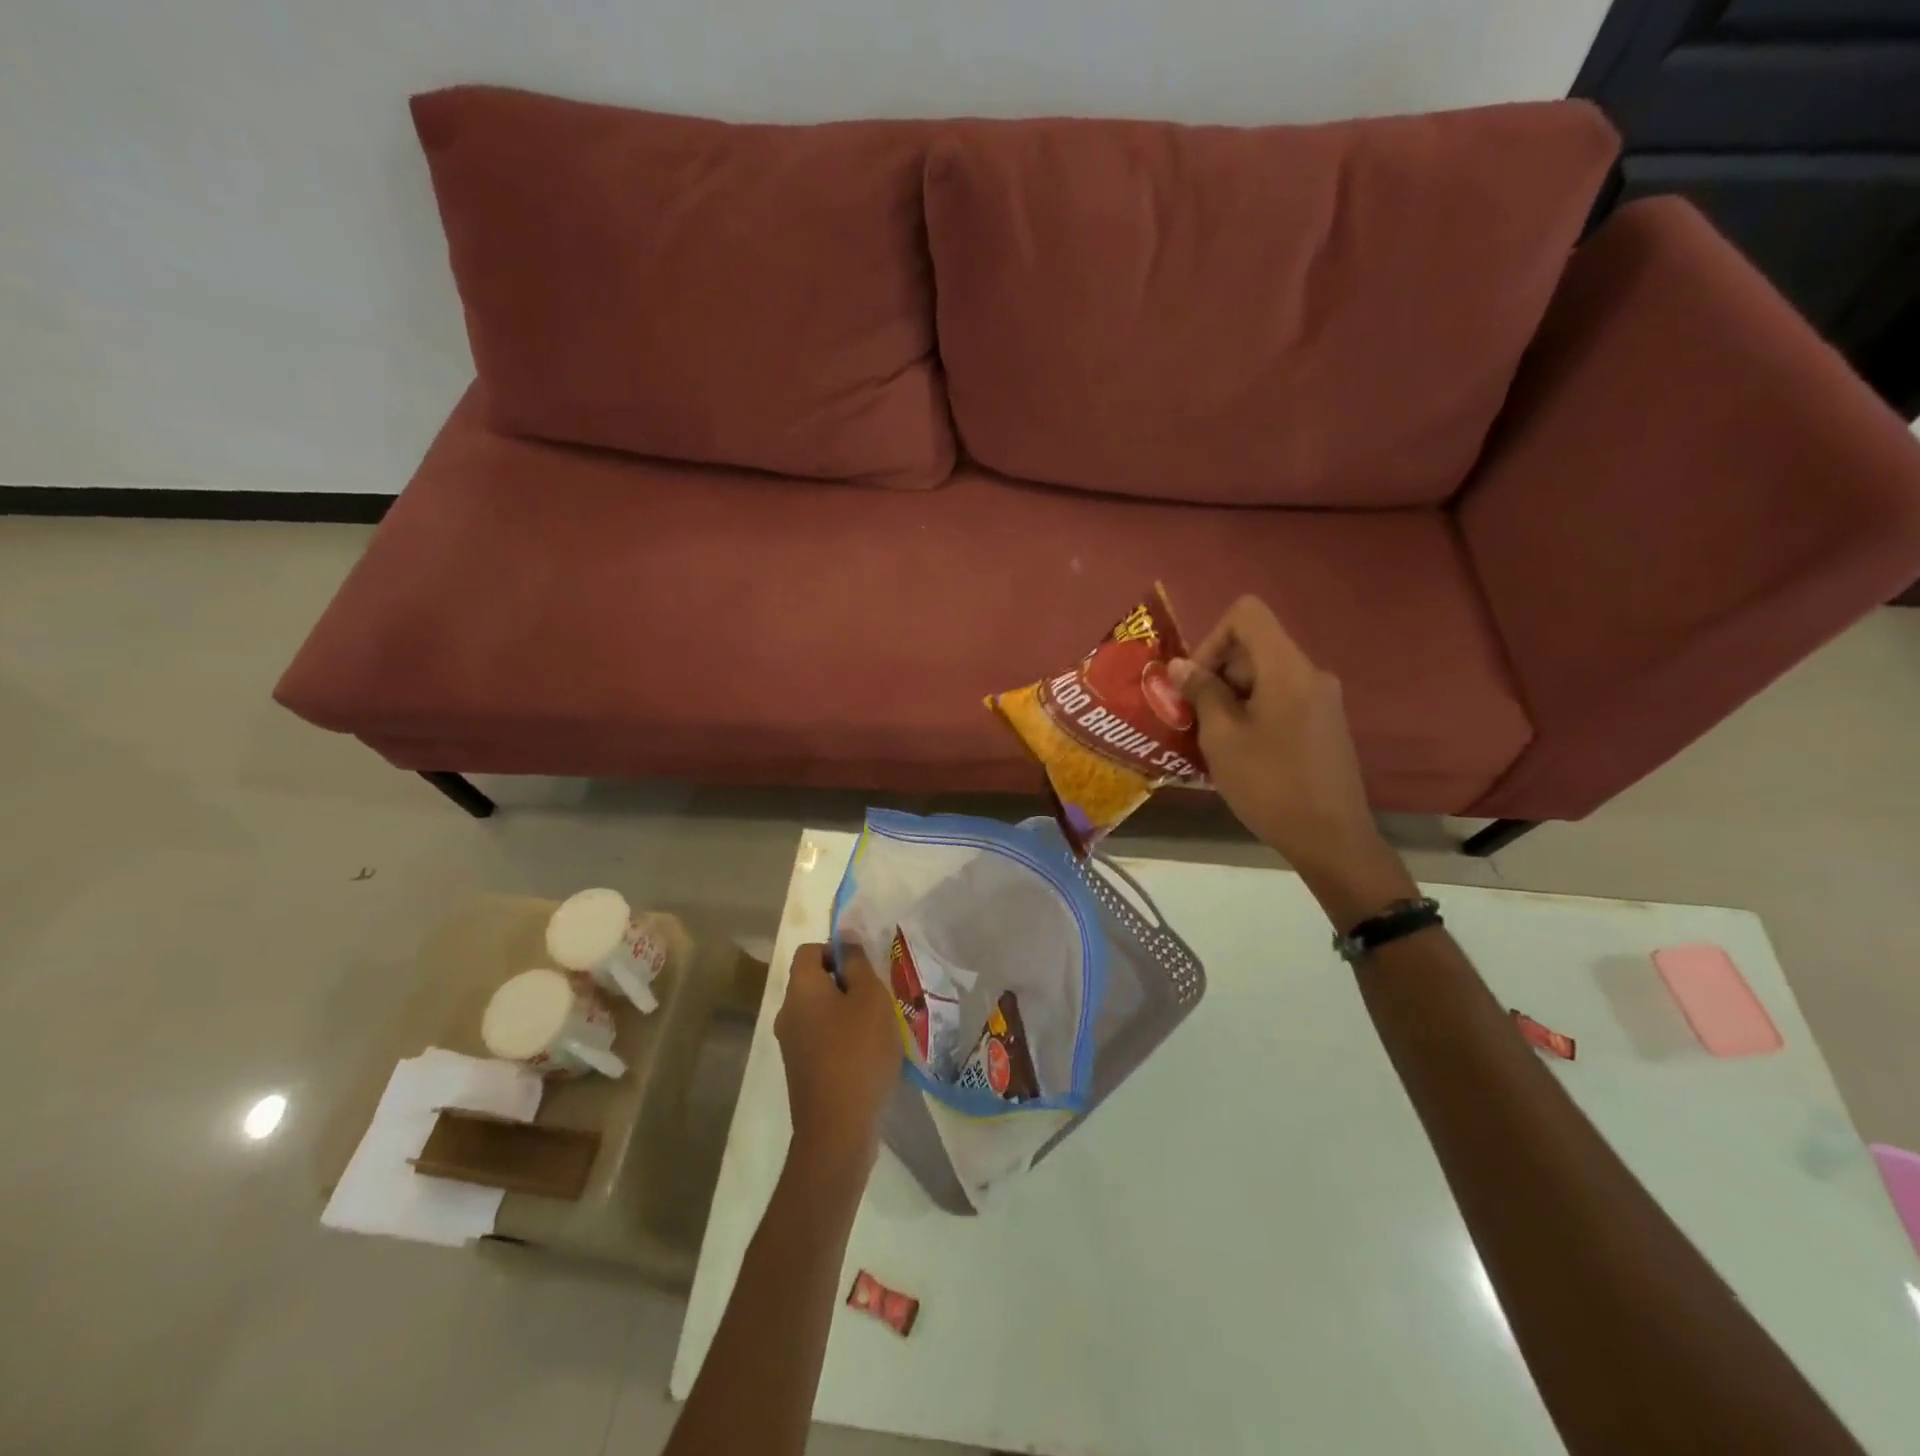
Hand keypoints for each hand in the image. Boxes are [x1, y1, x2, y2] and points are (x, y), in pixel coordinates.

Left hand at [775, 943, 902, 1178]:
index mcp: (800, 989)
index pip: (809, 951)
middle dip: (846, 983)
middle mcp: (788, 1013)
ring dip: (846, 1013)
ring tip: (878, 1027)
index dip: (837, 950)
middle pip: (814, 981)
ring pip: (819, 1012)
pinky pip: (820, 1039)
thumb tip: (847, 943)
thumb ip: (858, 965)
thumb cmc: (857, 1053)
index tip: (865, 969)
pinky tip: (867, 1056)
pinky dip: (841, 1039)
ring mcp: (791, 1045)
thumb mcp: (870, 998)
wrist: (837, 1130)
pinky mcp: (800, 1071)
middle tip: (878, 997)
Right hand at [1171, 597, 1405, 911]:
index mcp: (1287, 668)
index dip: (1211, 638)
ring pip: (1265, 675)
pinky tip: (1241, 751)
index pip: (1246, 614)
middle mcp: (1310, 673)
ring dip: (1231, 697)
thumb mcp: (1222, 738)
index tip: (1197, 683)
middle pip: (1254, 646)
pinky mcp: (1324, 722)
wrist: (1331, 838)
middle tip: (1194, 718)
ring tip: (1213, 740)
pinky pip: (1281, 697)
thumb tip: (1180, 665)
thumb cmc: (1270, 785)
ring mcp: (1322, 698)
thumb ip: (1201, 693)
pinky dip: (1253, 711)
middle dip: (1217, 674)